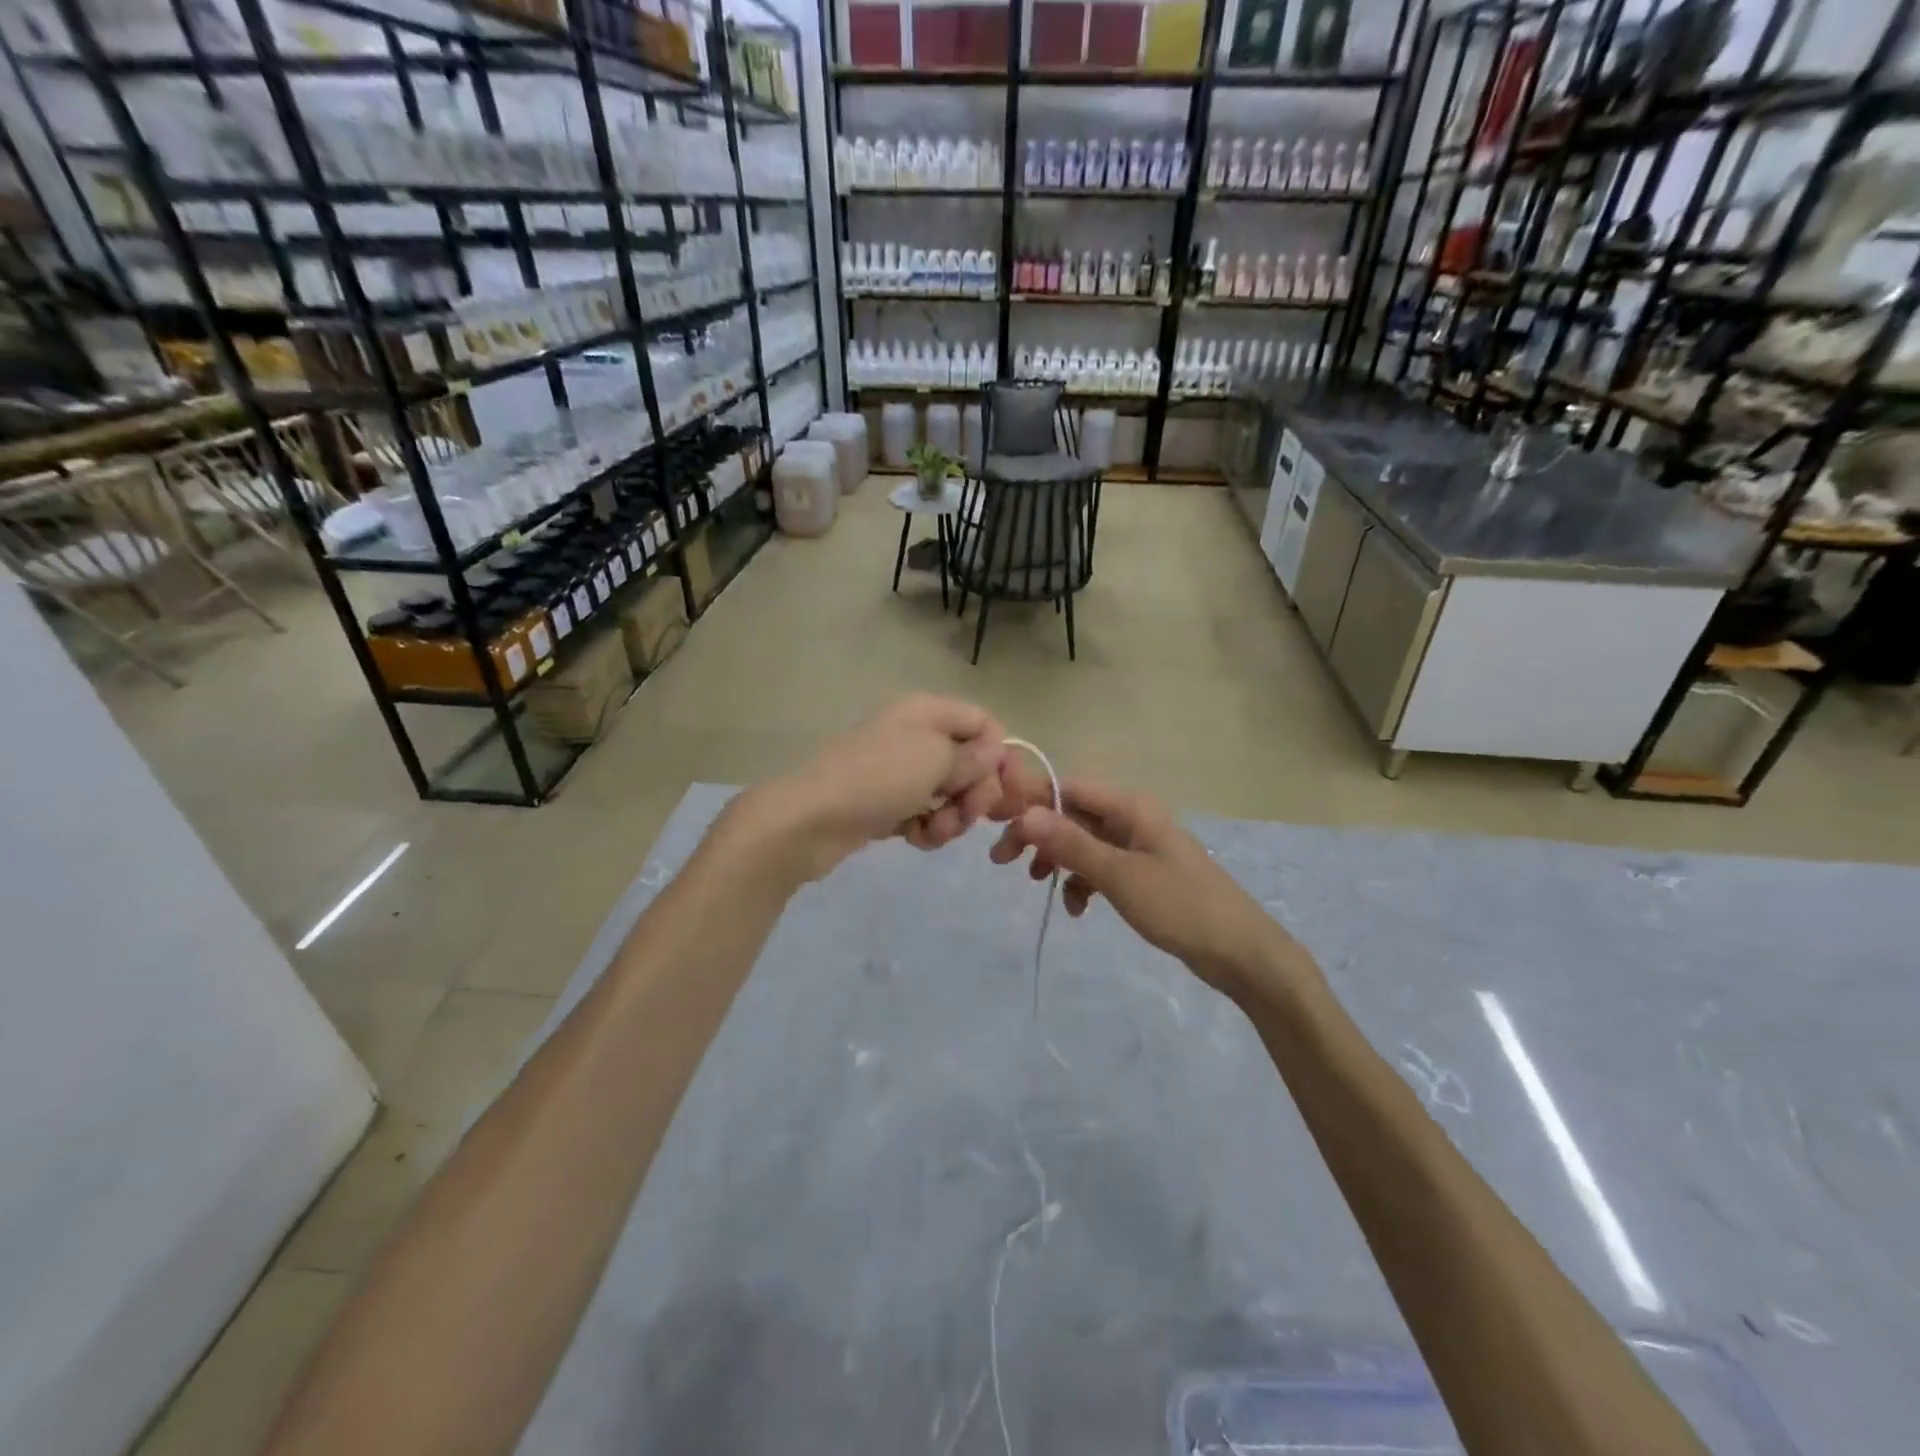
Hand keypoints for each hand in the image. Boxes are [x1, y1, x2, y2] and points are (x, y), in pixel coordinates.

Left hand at [727, 695, 1007, 883]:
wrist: (810, 820)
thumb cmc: (879, 779)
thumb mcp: (936, 761)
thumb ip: (973, 757)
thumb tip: (996, 751)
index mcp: (927, 712)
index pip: (983, 722)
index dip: (998, 753)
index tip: (1003, 787)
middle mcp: (916, 735)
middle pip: (970, 762)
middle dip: (974, 793)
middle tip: (965, 815)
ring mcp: (899, 771)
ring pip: (949, 794)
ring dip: (951, 817)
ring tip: (933, 832)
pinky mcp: (887, 804)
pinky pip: (924, 814)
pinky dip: (926, 829)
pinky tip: (915, 839)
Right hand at [989, 772, 1308, 999]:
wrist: (1241, 952)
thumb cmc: (1180, 907)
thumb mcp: (1120, 876)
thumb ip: (1072, 844)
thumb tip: (1027, 814)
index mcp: (1131, 808)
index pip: (1068, 788)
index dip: (1030, 800)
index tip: (996, 822)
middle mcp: (1132, 819)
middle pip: (1072, 815)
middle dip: (1037, 833)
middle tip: (1001, 859)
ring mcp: (1138, 847)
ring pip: (1083, 842)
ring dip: (1057, 858)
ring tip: (1034, 883)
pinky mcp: (1142, 874)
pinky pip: (1100, 868)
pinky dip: (1082, 882)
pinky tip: (1076, 909)